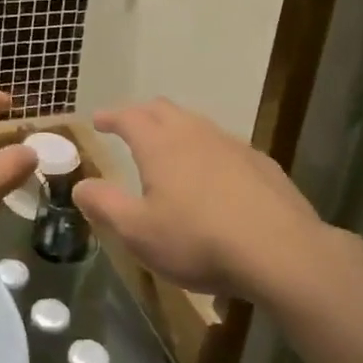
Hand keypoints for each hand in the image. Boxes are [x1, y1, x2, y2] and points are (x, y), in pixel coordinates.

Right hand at [74, 99, 347, 296]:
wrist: (282, 252)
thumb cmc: (199, 241)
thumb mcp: (138, 232)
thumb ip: (104, 205)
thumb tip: (79, 186)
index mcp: (160, 145)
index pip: (129, 117)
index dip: (111, 116)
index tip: (98, 120)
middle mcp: (195, 134)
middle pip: (163, 110)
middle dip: (141, 114)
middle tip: (128, 126)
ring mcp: (233, 146)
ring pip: (197, 124)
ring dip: (176, 129)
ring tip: (168, 149)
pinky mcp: (261, 165)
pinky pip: (224, 146)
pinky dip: (206, 151)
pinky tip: (213, 177)